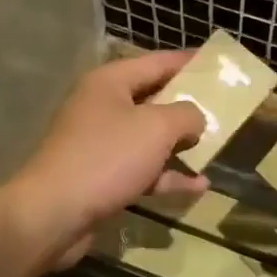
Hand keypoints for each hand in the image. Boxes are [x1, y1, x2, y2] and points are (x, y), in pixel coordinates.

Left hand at [8, 51, 210, 268]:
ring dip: (179, 144)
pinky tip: (198, 186)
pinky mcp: (100, 177)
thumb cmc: (107, 157)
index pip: (156, 62)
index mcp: (110, 83)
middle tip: (223, 108)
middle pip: (152, 99)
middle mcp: (101, 107)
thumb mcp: (157, 127)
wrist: (54, 213)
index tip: (217, 65)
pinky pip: (141, 169)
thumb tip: (195, 118)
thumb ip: (185, 115)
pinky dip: (167, 176)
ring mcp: (99, 144)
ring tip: (214, 147)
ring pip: (148, 137)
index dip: (188, 62)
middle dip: (186, 105)